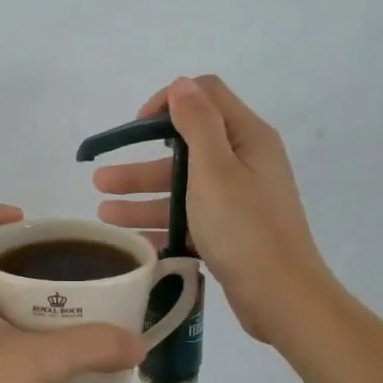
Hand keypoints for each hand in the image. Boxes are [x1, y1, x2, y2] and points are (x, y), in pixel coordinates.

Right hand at [94, 76, 331, 341]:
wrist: (282, 298)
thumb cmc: (244, 228)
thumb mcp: (215, 170)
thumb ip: (197, 123)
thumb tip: (182, 84)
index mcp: (247, 138)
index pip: (205, 97)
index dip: (167, 103)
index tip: (135, 128)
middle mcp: (244, 162)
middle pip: (185, 150)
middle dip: (140, 164)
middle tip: (101, 181)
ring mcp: (238, 199)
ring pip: (182, 188)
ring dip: (142, 197)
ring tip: (103, 215)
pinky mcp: (231, 231)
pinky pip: (189, 218)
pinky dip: (161, 225)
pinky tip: (131, 240)